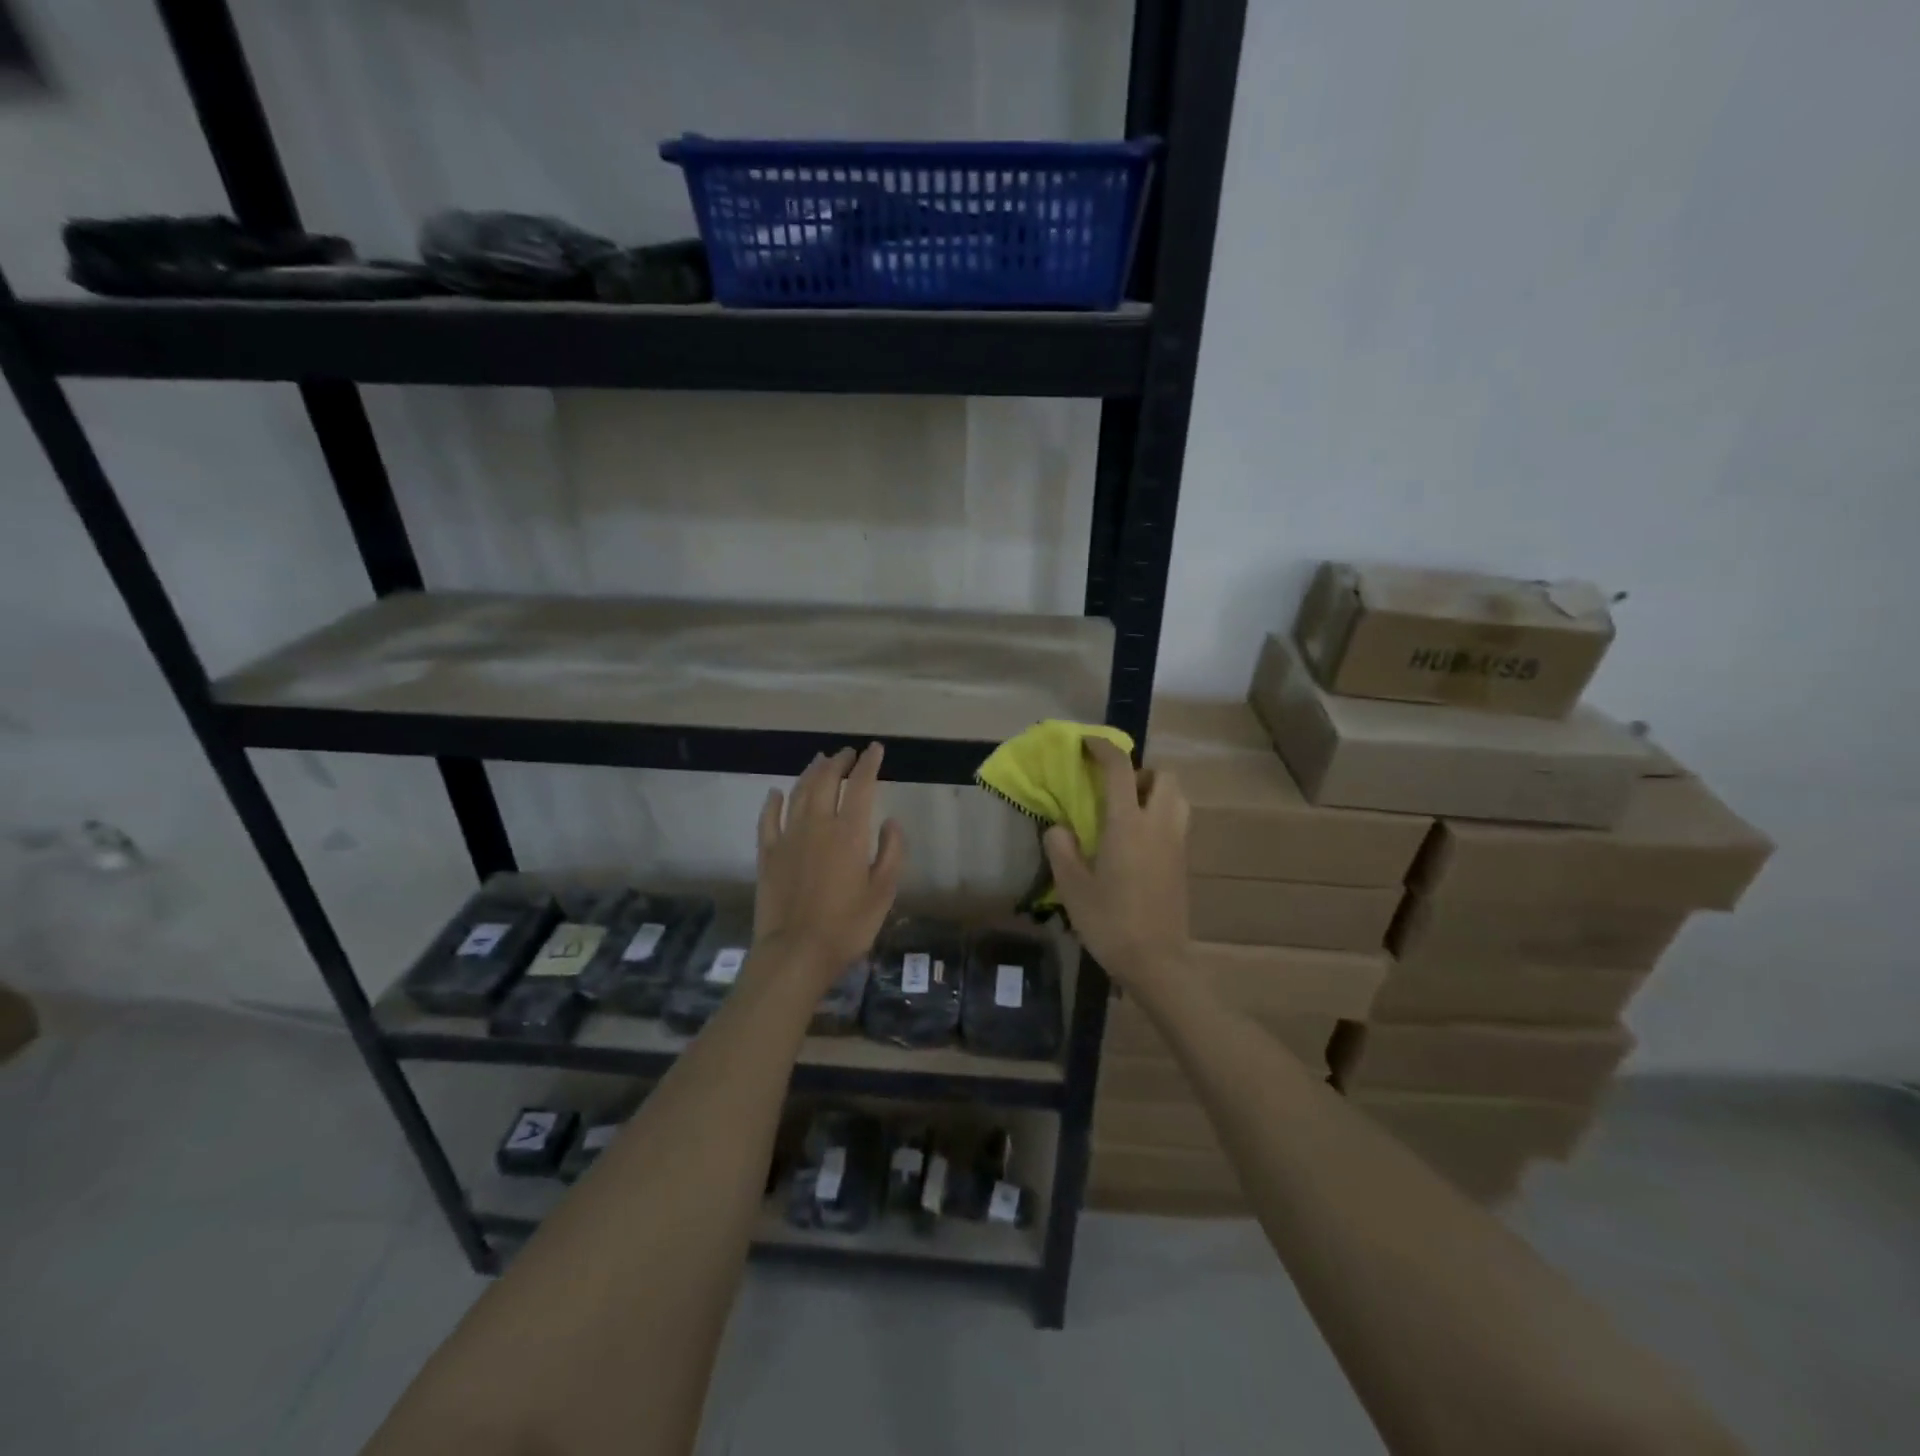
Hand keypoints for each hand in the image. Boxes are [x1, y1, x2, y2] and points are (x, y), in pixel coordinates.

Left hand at [754, 744, 905, 980]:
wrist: (795, 952)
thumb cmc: (848, 925)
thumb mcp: (884, 892)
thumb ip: (891, 852)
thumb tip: (891, 821)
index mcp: (850, 833)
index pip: (861, 786)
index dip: (869, 764)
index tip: (876, 749)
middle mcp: (817, 825)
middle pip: (827, 781)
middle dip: (839, 762)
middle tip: (848, 753)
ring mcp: (788, 837)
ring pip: (799, 793)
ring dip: (811, 773)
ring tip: (820, 761)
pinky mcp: (767, 854)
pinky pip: (768, 819)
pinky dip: (773, 802)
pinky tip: (776, 793)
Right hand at [1043, 738, 1189, 991]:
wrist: (1157, 963)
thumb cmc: (1110, 923)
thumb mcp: (1073, 887)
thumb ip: (1061, 850)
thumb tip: (1058, 827)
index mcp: (1128, 825)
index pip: (1120, 770)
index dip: (1104, 748)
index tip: (1086, 743)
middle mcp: (1158, 825)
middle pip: (1164, 776)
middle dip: (1141, 771)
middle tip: (1114, 790)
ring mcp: (1176, 844)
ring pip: (1177, 797)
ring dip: (1155, 792)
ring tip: (1127, 813)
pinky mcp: (1183, 863)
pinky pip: (1177, 821)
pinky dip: (1160, 815)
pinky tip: (1135, 842)